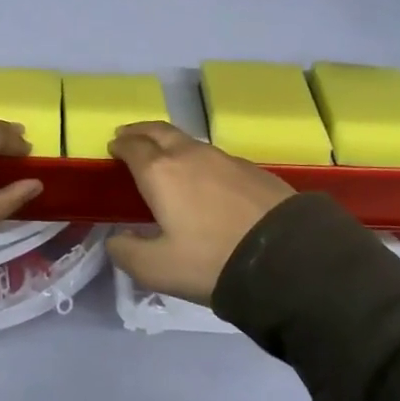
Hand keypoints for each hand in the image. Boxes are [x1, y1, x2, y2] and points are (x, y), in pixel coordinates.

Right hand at [106, 122, 293, 304]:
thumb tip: (115, 240)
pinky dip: (197, 158)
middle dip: (140, 131)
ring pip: (188, 141)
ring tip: (163, 156)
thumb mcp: (157, 269)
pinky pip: (214, 155)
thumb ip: (127, 253)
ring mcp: (224, 158)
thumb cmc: (211, 260)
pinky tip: (203, 177)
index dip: (120, 145)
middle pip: (159, 131)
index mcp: (160, 172)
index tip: (113, 147)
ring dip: (169, 142)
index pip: (133, 146)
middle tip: (129, 136)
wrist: (286, 257)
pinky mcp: (251, 168)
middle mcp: (189, 154)